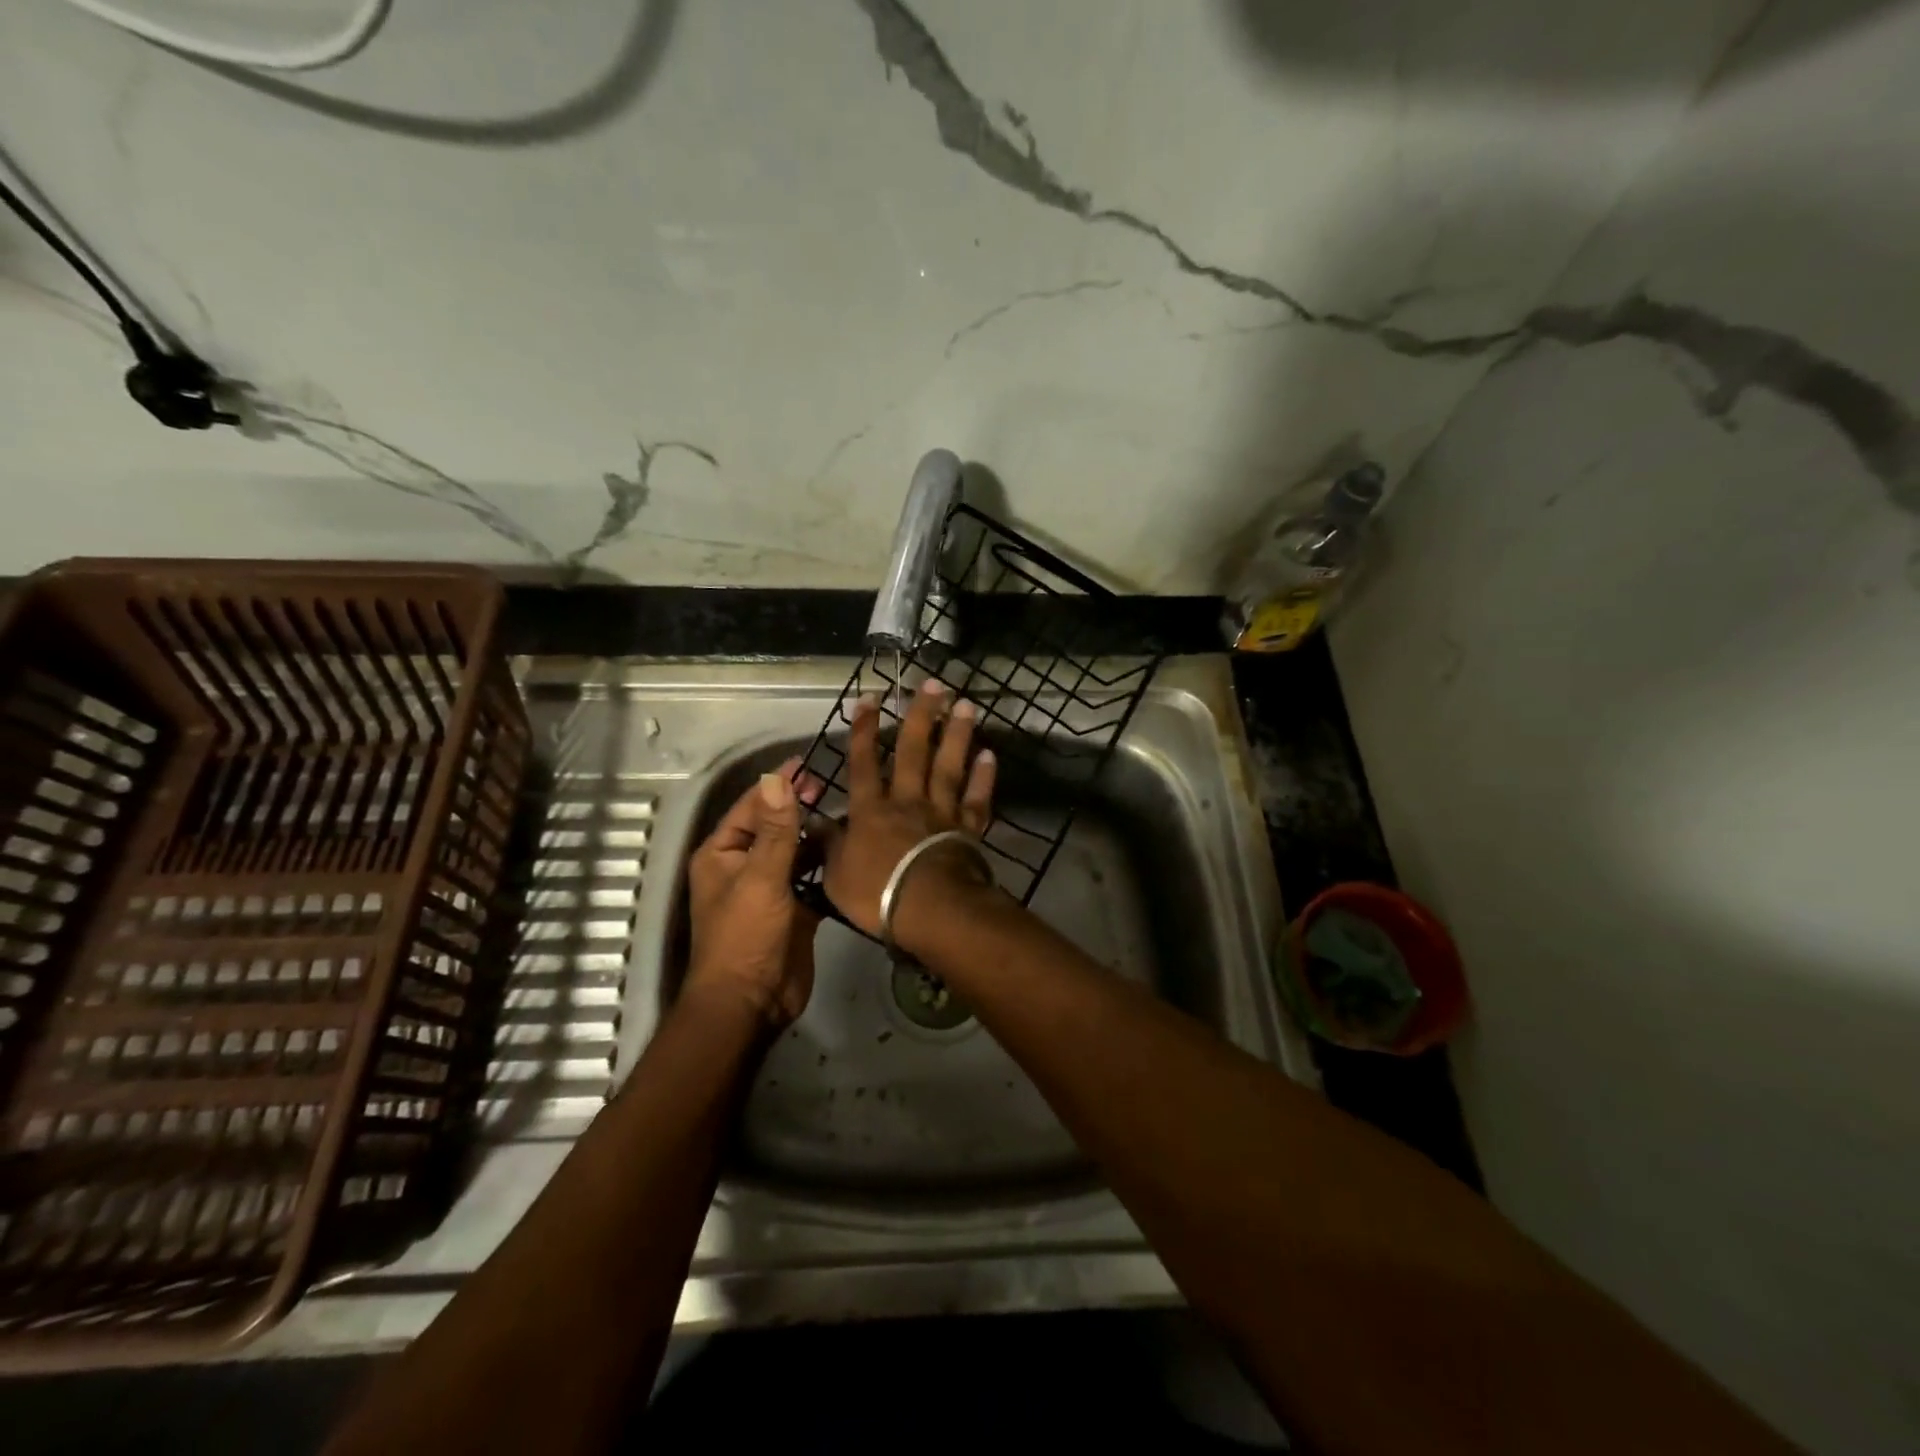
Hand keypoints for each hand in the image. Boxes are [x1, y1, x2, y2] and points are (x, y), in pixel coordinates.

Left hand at [685, 757, 822, 1027]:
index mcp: (723, 854)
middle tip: (832, 785)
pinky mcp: (794, 909)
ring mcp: (770, 888)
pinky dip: (826, 863)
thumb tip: (777, 779)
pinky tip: (851, 849)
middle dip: (799, 806)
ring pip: (795, 850)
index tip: (807, 762)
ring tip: (848, 812)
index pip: (751, 807)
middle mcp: (744, 865)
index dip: (777, 785)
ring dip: (815, 834)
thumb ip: (774, 830)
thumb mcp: (760, 878)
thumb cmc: (746, 936)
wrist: (752, 1003)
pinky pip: (810, 877)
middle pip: (774, 826)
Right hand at [817, 680, 996, 941]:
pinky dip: (984, 777)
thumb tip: (814, 823)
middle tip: (934, 684)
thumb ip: (829, 845)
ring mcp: (941, 813)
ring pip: (949, 766)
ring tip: (966, 704)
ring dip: (957, 734)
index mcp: (870, 810)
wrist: (930, 910)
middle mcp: (907, 801)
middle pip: (915, 751)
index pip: (863, 762)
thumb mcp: (836, 875)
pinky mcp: (968, 830)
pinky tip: (989, 755)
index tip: (872, 697)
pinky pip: (977, 799)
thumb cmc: (877, 895)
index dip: (865, 729)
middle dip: (922, 716)